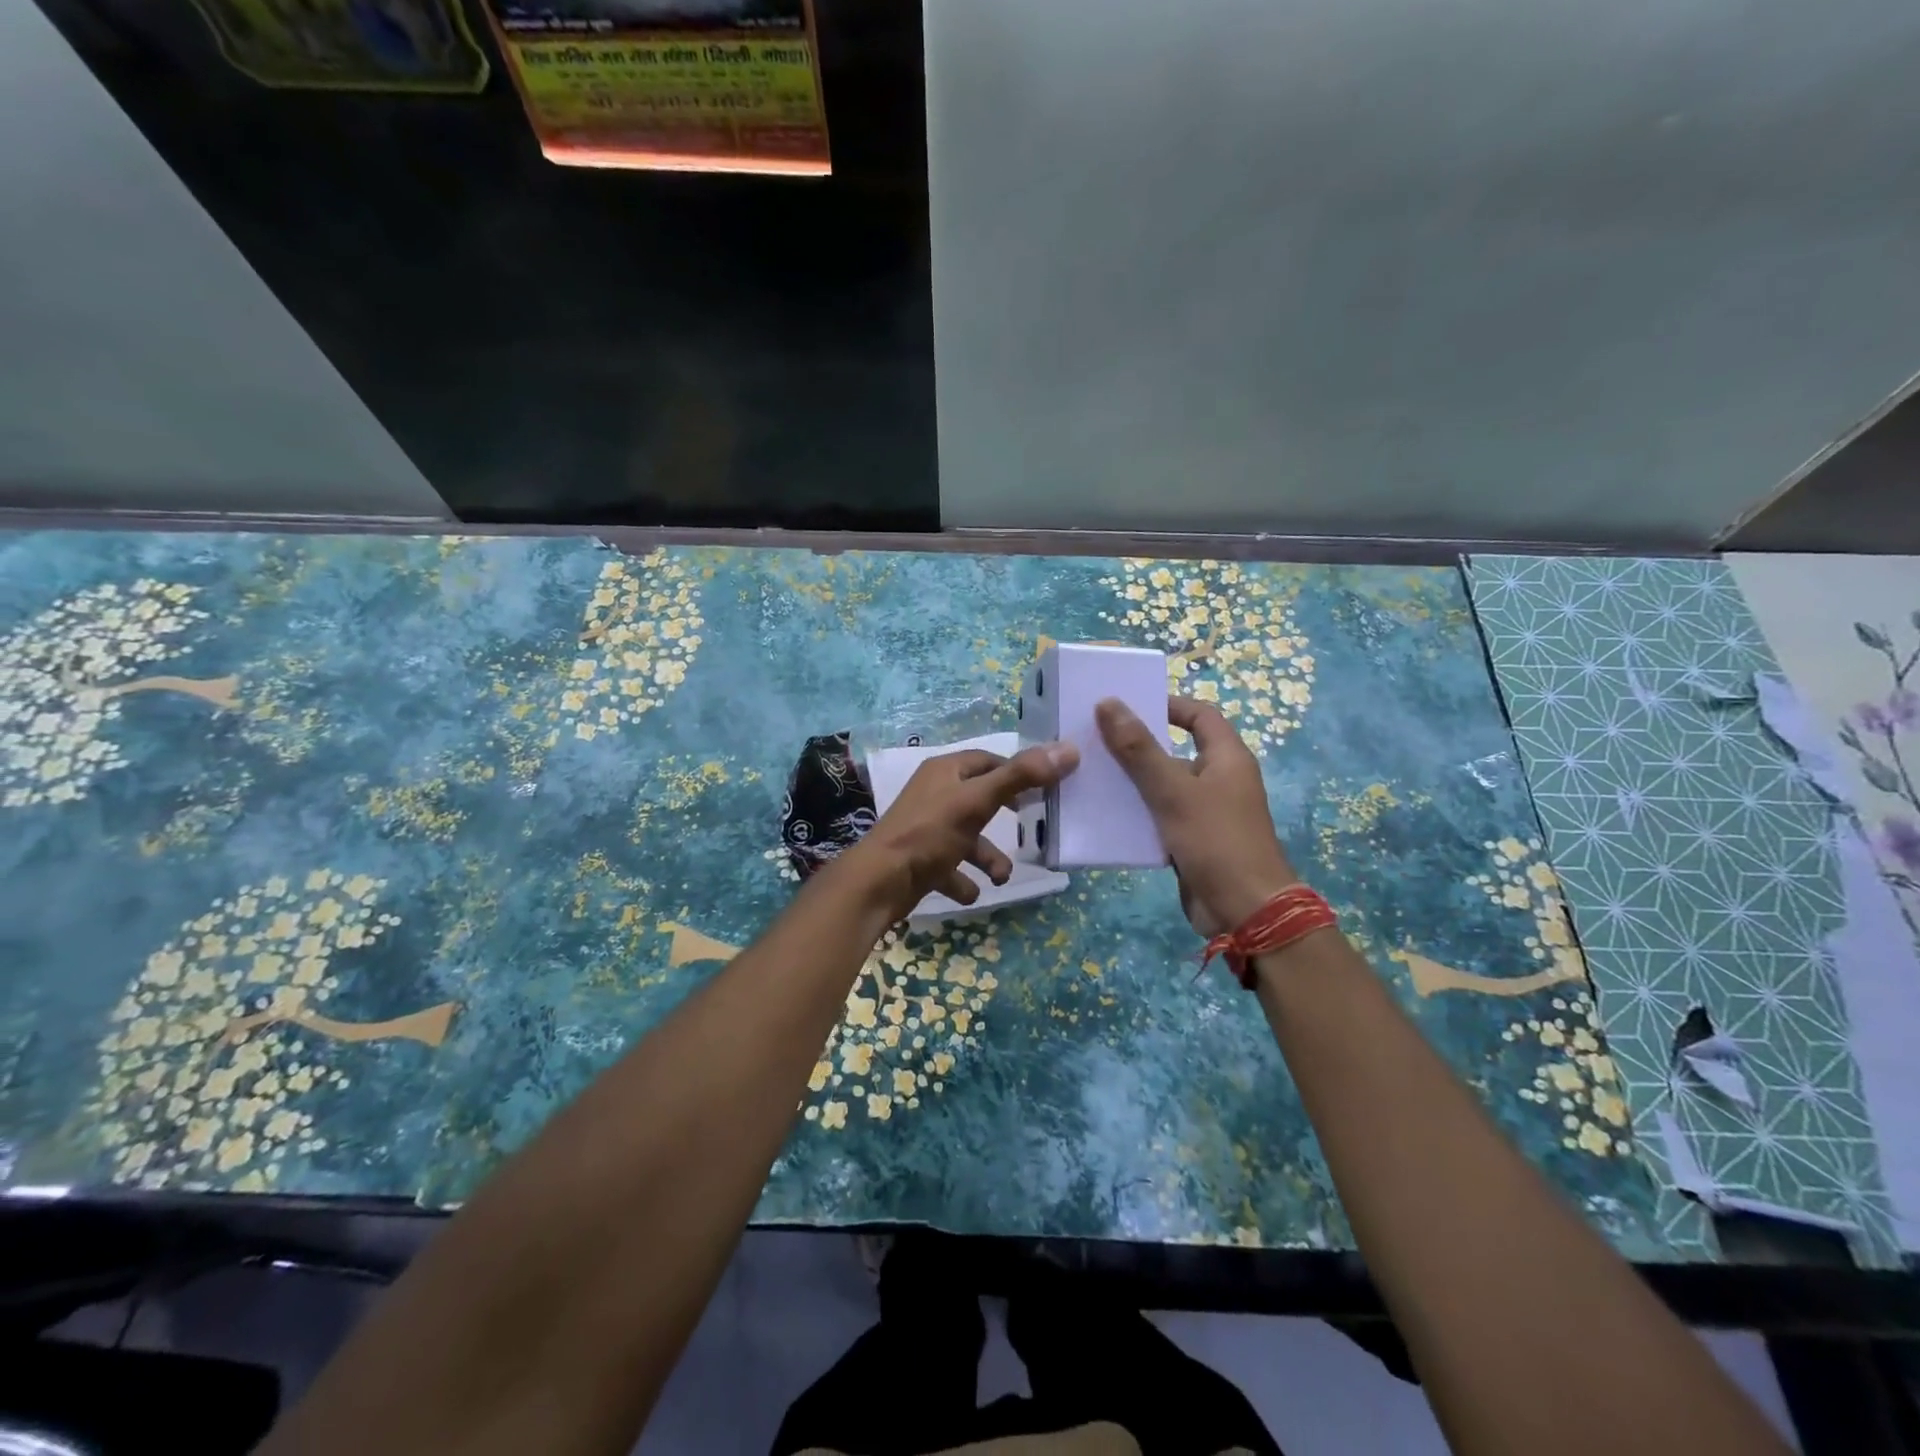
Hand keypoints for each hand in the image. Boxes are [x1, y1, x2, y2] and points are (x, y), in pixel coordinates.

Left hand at [837, 741, 1079, 919]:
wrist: (880, 882)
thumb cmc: (930, 833)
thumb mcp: (978, 801)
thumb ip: (1022, 777)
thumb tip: (1068, 749)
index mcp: (945, 772)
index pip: (988, 761)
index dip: (1017, 772)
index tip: (1046, 788)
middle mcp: (934, 795)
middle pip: (980, 798)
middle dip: (1006, 817)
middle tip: (1033, 825)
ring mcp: (926, 829)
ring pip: (968, 838)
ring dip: (988, 858)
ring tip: (1001, 877)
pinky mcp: (920, 861)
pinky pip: (950, 869)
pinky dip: (963, 880)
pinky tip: (972, 892)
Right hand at [1096, 696, 1297, 935]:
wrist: (1245, 911)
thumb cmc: (1215, 840)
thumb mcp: (1172, 790)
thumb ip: (1138, 748)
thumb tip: (1108, 703)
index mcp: (1227, 758)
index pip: (1200, 715)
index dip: (1168, 705)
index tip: (1127, 706)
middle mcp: (1220, 780)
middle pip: (1176, 750)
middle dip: (1137, 746)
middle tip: (1095, 741)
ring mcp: (1207, 813)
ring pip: (1164, 787)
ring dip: (1132, 782)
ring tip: (1090, 775)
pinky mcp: (1193, 841)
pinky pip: (1161, 818)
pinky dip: (1137, 814)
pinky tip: (1104, 816)